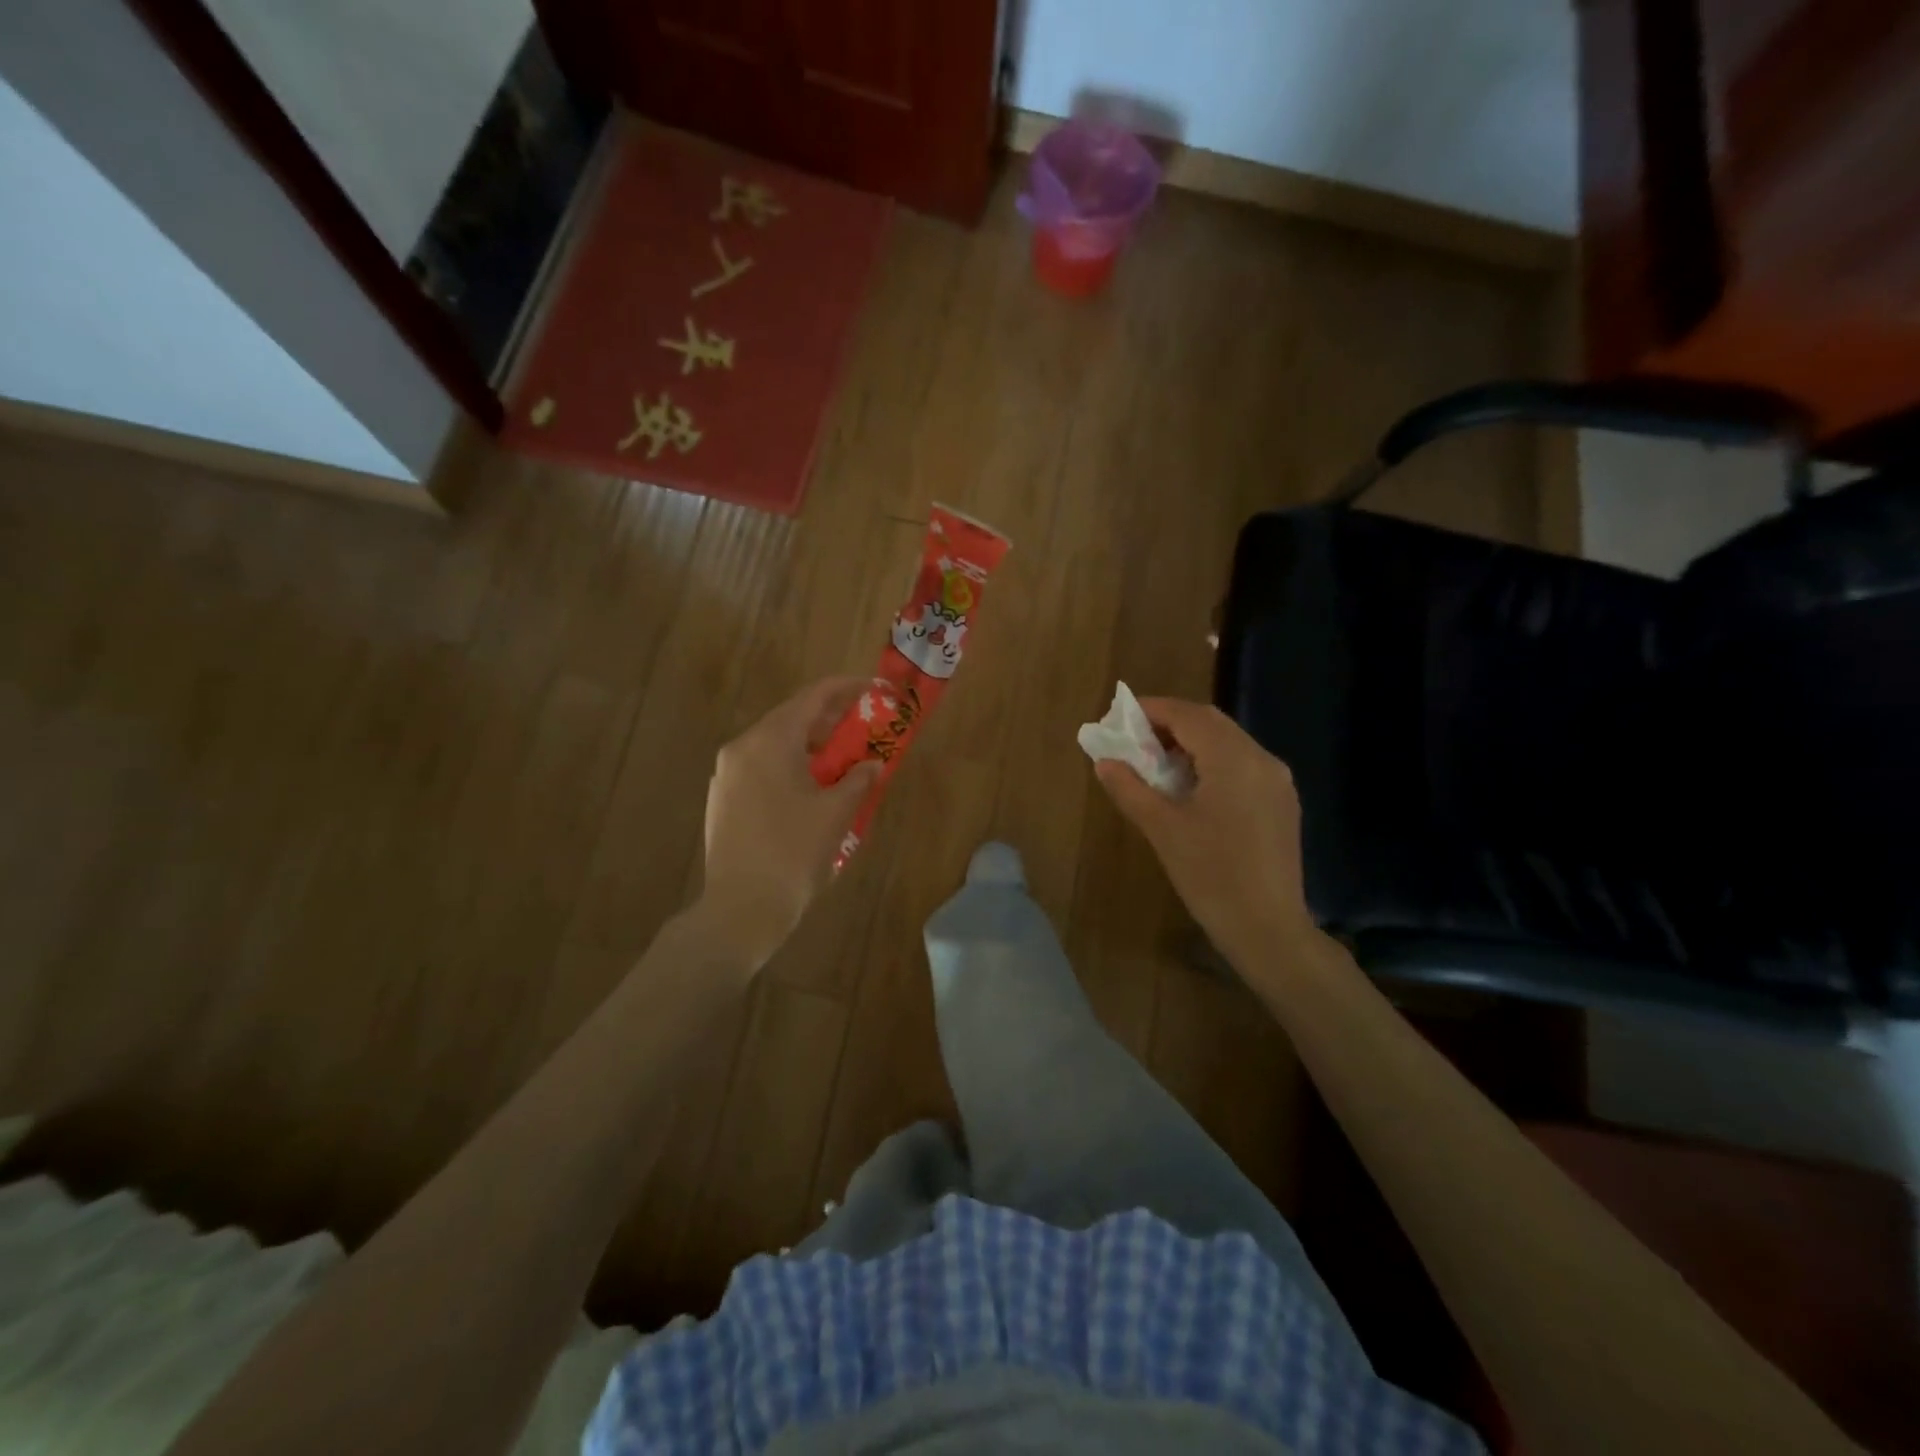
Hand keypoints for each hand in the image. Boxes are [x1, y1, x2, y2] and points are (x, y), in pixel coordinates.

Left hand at [698, 677, 880, 966]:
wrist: (741, 909)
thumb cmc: (794, 854)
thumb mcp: (836, 813)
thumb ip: (858, 779)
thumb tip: (872, 764)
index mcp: (769, 741)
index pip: (813, 697)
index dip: (848, 688)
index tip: (876, 689)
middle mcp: (741, 748)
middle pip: (791, 718)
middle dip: (831, 720)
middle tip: (864, 728)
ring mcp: (726, 775)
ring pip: (775, 744)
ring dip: (811, 745)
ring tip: (843, 760)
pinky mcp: (722, 799)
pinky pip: (761, 767)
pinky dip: (790, 766)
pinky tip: (811, 788)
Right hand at [1094, 698, 1315, 961]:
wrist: (1269, 929)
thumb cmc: (1211, 876)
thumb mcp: (1162, 829)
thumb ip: (1130, 788)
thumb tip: (1104, 761)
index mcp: (1234, 759)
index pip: (1189, 715)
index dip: (1153, 709)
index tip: (1120, 716)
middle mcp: (1262, 759)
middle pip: (1212, 724)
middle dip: (1171, 724)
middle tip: (1134, 739)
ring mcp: (1277, 782)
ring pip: (1229, 743)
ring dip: (1191, 743)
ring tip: (1155, 763)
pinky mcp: (1281, 803)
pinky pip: (1242, 766)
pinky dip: (1212, 762)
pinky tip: (1190, 787)